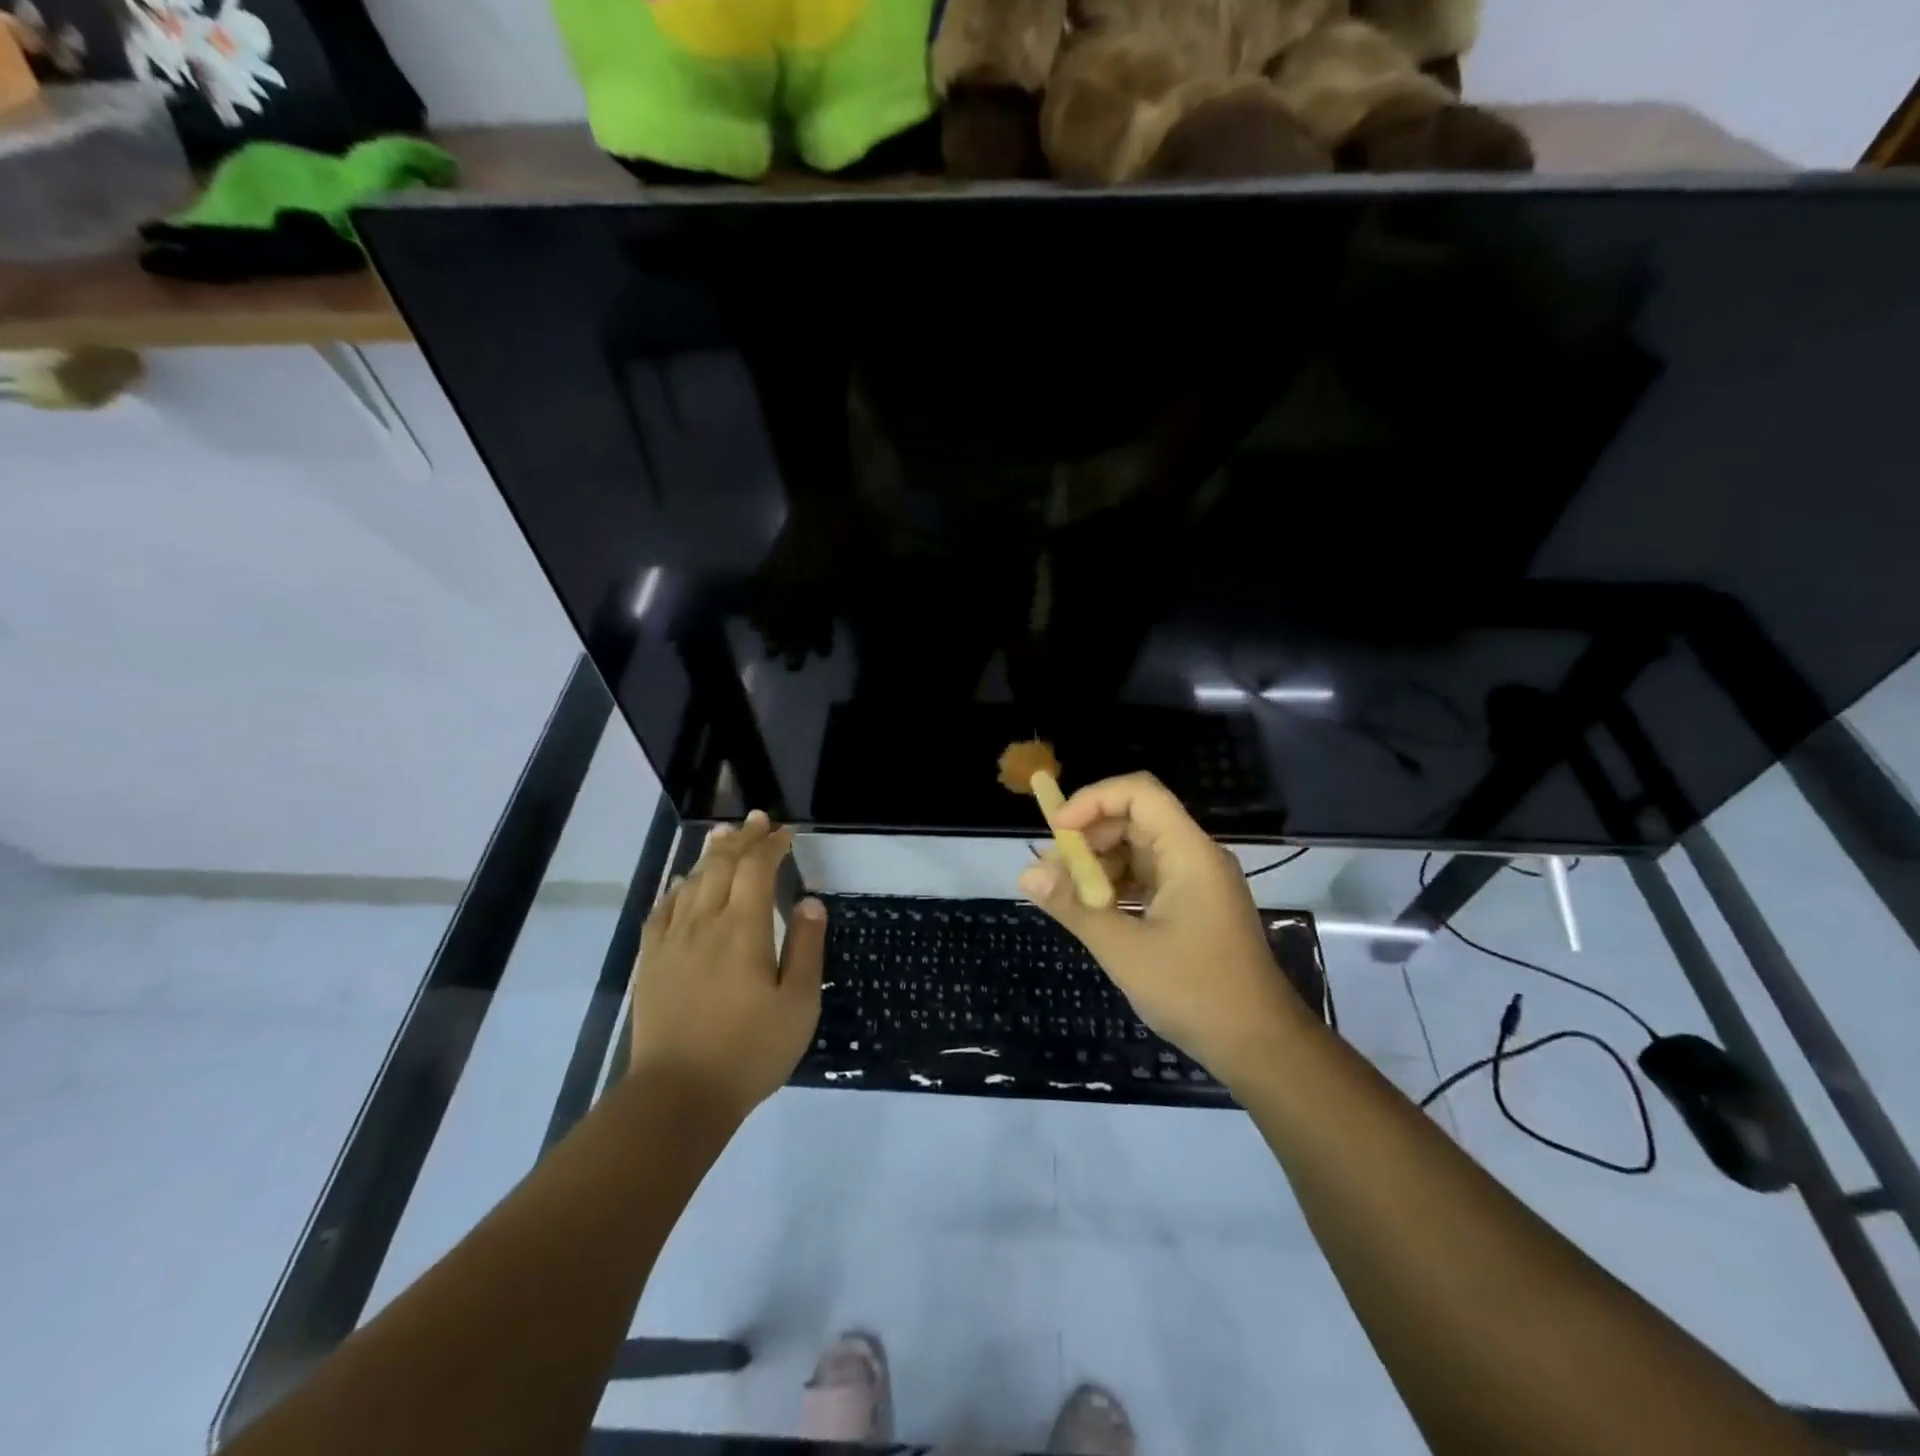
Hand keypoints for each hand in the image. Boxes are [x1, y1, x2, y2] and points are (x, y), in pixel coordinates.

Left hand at [630, 811, 826, 1119]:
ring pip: (691, 881)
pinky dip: (677, 888)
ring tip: (724, 836)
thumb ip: (806, 947)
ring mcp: (672, 941)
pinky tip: (683, 884)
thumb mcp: (797, 1004)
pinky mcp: (652, 962)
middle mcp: (704, 923)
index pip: (756, 868)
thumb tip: (809, 901)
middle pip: (721, 865)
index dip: (772, 844)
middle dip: (743, 838)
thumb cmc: (749, 1050)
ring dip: (711, 854)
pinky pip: (663, 910)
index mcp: (743, 929)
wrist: (678, 1096)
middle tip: (758, 820)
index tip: (787, 832)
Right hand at [1019, 773, 1312, 1086]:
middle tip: (1052, 873)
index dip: (1093, 800)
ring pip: (1137, 850)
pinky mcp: (1193, 907)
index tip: (1058, 832)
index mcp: (1188, 852)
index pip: (1139, 793)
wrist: (1260, 1046)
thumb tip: (1026, 875)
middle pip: (1134, 820)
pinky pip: (1147, 878)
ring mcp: (1196, 882)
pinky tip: (1092, 912)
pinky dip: (1116, 887)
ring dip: (1098, 865)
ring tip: (1066, 897)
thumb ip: (1074, 907)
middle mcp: (1194, 856)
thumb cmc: (1195, 992)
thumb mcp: (1124, 950)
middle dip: (1088, 838)